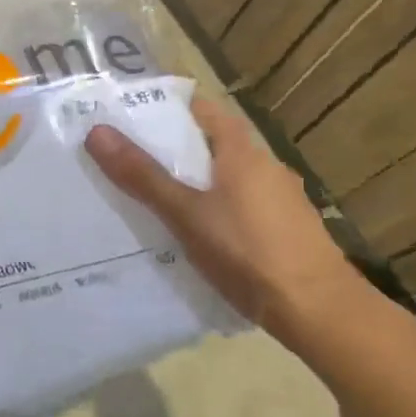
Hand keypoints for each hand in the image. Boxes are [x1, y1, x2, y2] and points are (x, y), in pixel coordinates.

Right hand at [85, 97, 362, 338]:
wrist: (318, 308)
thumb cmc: (247, 252)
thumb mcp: (185, 214)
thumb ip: (143, 176)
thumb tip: (97, 132)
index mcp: (242, 151)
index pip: (202, 109)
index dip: (167, 108)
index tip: (131, 118)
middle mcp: (266, 165)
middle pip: (214, 143)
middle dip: (175, 150)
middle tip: (131, 162)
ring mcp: (281, 198)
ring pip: (229, 177)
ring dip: (197, 182)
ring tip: (157, 200)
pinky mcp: (288, 228)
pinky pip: (243, 205)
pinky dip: (218, 208)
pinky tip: (200, 235)